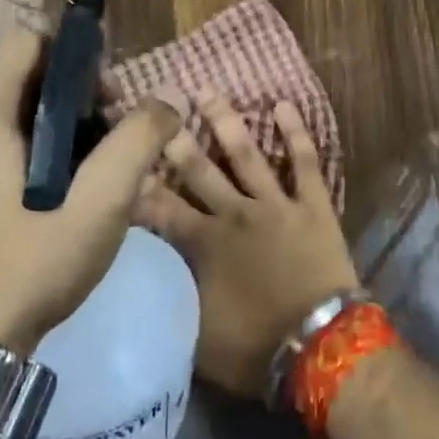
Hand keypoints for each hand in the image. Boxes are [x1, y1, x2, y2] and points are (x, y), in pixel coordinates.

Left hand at [0, 28, 180, 353]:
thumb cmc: (28, 264)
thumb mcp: (99, 202)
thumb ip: (138, 141)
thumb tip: (170, 98)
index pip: (31, 43)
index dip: (77, 51)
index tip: (112, 88)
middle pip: (29, 77)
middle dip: (81, 92)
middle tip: (118, 128)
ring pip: (23, 114)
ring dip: (68, 124)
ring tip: (105, 162)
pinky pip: (10, 145)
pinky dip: (47, 149)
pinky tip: (75, 189)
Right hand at [133, 86, 358, 397]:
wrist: (318, 347)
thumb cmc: (254, 349)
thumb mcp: (197, 334)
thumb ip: (173, 297)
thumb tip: (152, 278)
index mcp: (203, 244)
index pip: (160, 206)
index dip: (138, 182)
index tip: (121, 156)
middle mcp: (234, 213)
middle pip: (198, 168)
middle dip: (175, 136)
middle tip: (158, 105)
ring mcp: (274, 204)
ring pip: (245, 152)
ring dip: (225, 120)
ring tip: (207, 90)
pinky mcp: (311, 204)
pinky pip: (303, 160)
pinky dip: (294, 132)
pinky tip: (283, 104)